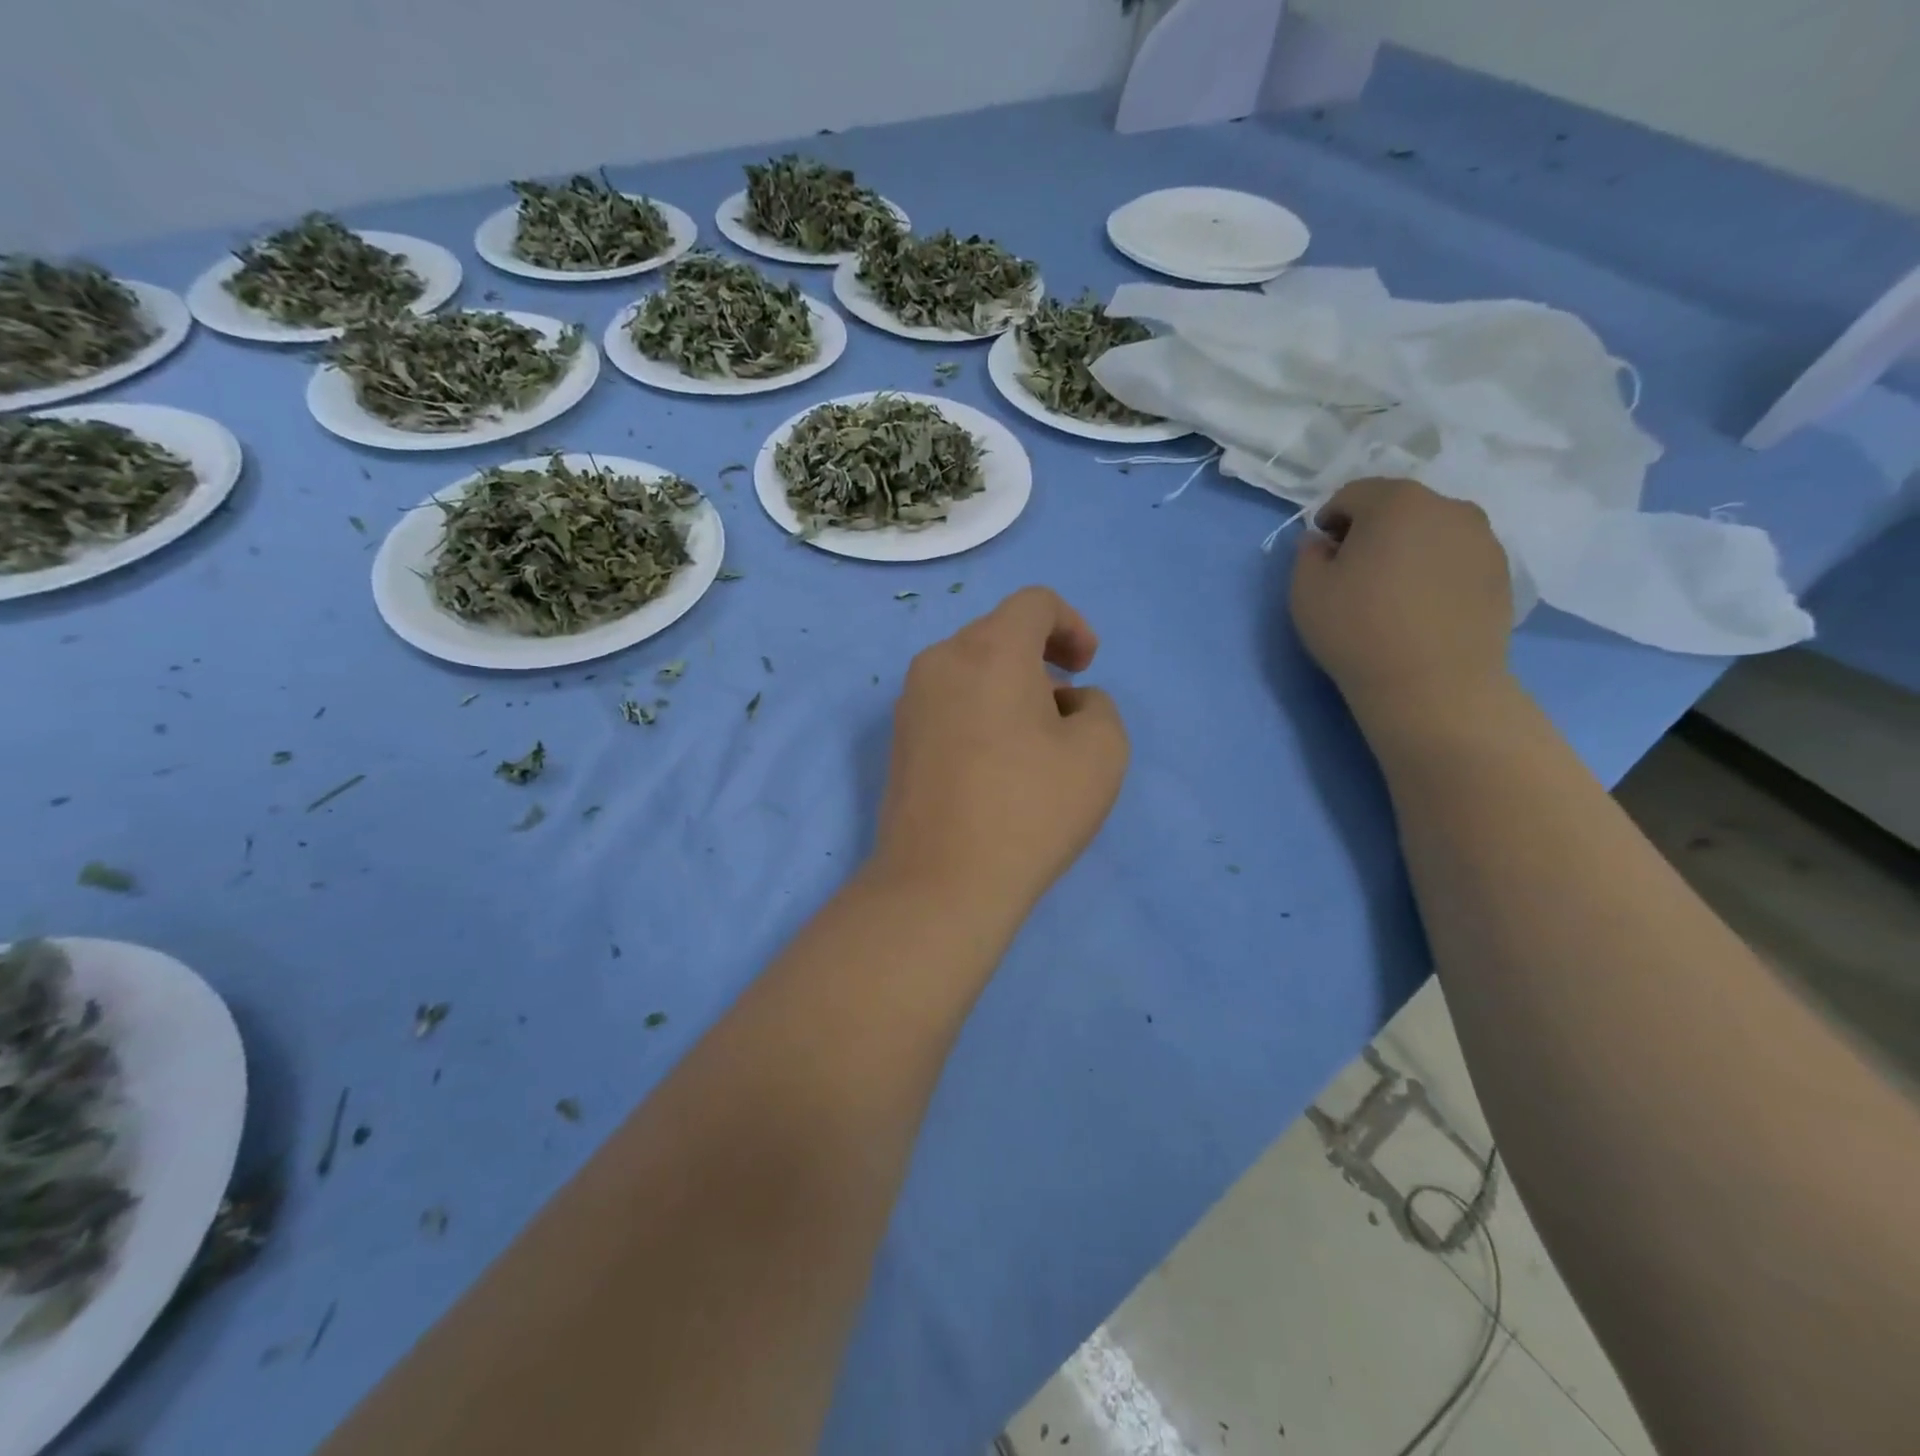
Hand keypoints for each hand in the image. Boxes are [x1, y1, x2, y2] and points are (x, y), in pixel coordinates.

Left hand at [874, 586, 1128, 918]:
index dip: (1072, 625)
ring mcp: (910, 701)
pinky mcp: (898, 739)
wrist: (942, 881)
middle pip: (998, 633)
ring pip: (970, 669)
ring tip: (1033, 740)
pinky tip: (995, 762)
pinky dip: (979, 710)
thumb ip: (1098, 707)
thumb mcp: (1102, 751)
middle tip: (1065, 707)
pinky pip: (948, 701)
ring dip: (1009, 686)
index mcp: (989, 649)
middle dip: (1040, 658)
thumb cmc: (1030, 809)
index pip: (1034, 603)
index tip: (1087, 668)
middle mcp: (940, 661)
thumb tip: (1066, 703)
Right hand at [1291, 478, 1513, 728]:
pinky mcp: (1501, 571)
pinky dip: (1435, 569)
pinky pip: (1456, 556)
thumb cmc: (1358, 631)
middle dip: (1372, 528)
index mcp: (1396, 502)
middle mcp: (1447, 507)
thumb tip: (1322, 541)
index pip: (1353, 493)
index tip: (1321, 551)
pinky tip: (1421, 606)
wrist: (1433, 684)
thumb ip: (1307, 554)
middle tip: (1354, 569)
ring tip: (1391, 590)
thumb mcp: (1306, 591)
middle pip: (1398, 506)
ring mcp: (1482, 538)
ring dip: (1407, 547)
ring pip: (1431, 529)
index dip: (1330, 518)